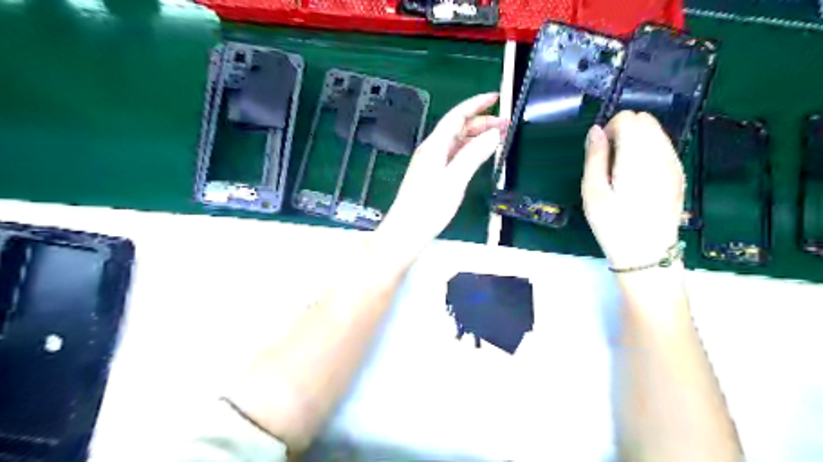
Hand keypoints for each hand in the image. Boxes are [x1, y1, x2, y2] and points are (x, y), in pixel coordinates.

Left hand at [373, 91, 508, 260]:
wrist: (406, 232)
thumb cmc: (428, 208)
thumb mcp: (454, 180)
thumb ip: (474, 155)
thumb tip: (493, 134)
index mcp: (434, 146)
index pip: (456, 116)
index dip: (476, 105)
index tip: (496, 98)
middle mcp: (431, 150)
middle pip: (457, 128)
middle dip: (481, 122)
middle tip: (506, 125)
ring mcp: (431, 163)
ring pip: (456, 142)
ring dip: (477, 137)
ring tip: (499, 138)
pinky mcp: (433, 176)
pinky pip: (454, 155)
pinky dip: (470, 151)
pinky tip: (480, 156)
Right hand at [582, 111, 685, 269]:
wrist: (647, 254)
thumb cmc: (613, 224)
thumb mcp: (593, 192)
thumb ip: (594, 157)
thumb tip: (595, 130)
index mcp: (638, 156)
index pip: (628, 118)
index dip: (609, 130)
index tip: (600, 154)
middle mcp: (662, 153)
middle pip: (644, 120)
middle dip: (623, 131)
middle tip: (609, 162)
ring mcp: (674, 163)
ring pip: (655, 132)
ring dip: (636, 141)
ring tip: (622, 171)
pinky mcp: (678, 174)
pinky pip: (663, 147)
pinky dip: (647, 151)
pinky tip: (637, 177)